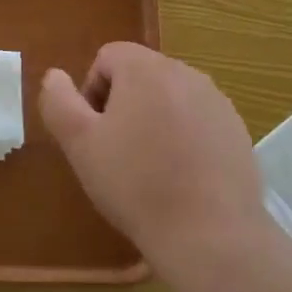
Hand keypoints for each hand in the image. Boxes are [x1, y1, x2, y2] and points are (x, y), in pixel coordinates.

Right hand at [39, 43, 263, 260]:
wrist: (209, 234)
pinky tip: (182, 177)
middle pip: (140, 75)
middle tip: (117, 153)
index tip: (94, 133)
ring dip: (154, 121)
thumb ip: (58, 101)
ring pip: (170, 98)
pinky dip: (184, 138)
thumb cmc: (135, 184)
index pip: (108, 57)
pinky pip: (198, 121)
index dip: (91, 92)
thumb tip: (55, 76)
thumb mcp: (79, 144)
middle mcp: (185, 72)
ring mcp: (217, 101)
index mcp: (145, 68)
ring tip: (150, 168)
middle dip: (123, 105)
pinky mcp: (236, 129)